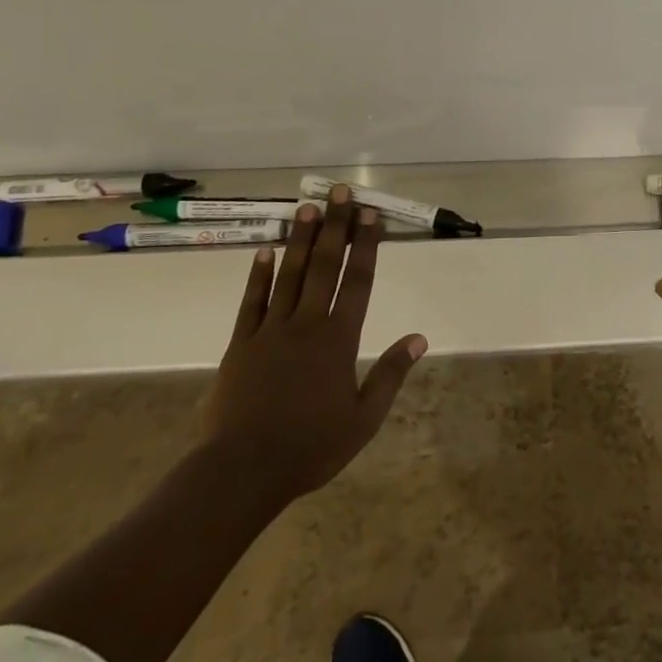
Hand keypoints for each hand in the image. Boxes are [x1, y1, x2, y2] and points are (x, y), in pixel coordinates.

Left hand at [201, 186, 427, 511]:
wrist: (242, 471)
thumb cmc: (310, 447)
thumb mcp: (363, 419)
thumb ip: (390, 374)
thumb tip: (419, 339)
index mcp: (339, 339)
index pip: (358, 281)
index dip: (365, 245)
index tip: (369, 214)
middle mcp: (307, 324)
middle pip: (324, 265)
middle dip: (334, 226)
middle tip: (339, 191)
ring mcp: (271, 331)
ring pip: (289, 274)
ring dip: (300, 238)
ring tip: (307, 206)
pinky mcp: (241, 344)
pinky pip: (252, 301)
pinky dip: (259, 274)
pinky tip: (266, 250)